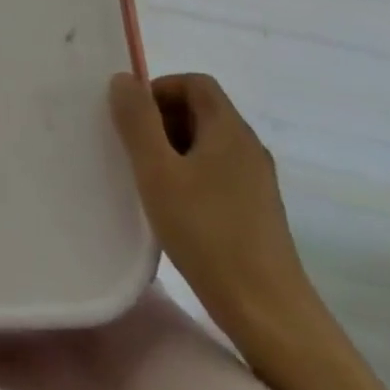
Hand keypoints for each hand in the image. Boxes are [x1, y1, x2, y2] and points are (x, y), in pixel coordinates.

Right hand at [110, 71, 315, 342]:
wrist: (266, 310)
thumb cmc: (207, 232)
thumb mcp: (158, 172)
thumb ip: (137, 121)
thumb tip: (123, 79)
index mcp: (229, 129)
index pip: (195, 83)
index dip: (159, 89)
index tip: (132, 118)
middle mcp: (247, 146)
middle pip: (201, 110)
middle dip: (161, 120)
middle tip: (132, 149)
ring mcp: (256, 180)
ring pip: (207, 144)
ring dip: (172, 149)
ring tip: (146, 179)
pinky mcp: (256, 209)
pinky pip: (216, 173)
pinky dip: (189, 175)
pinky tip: (171, 208)